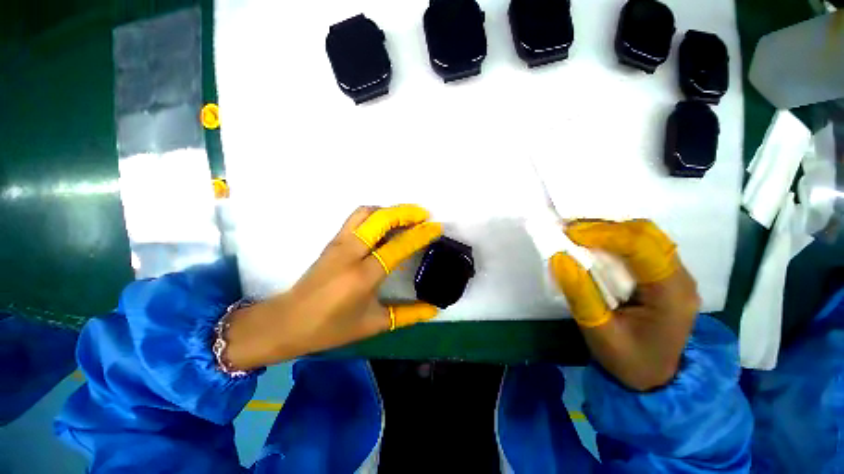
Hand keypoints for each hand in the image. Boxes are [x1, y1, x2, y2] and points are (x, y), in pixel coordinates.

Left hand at [224, 205, 442, 369]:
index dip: (420, 235)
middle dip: (406, 212)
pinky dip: (375, 214)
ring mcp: (339, 243)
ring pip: (367, 212)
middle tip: (423, 215)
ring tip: (406, 216)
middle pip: (381, 219)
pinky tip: (385, 223)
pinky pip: (356, 217)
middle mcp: (351, 252)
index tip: (436, 227)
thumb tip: (433, 309)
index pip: (398, 246)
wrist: (288, 321)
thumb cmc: (331, 327)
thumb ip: (408, 315)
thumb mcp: (374, 324)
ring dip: (389, 210)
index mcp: (364, 275)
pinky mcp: (333, 241)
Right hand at [550, 220, 699, 390]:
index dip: (604, 234)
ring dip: (609, 229)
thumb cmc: (628, 360)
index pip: (642, 248)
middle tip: (569, 230)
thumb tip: (559, 257)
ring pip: (646, 234)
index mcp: (671, 295)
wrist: (655, 377)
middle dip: (605, 226)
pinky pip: (642, 244)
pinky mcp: (665, 274)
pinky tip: (594, 243)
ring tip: (577, 234)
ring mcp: (675, 274)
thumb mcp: (598, 333)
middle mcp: (680, 278)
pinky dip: (615, 237)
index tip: (569, 233)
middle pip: (647, 234)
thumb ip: (580, 294)